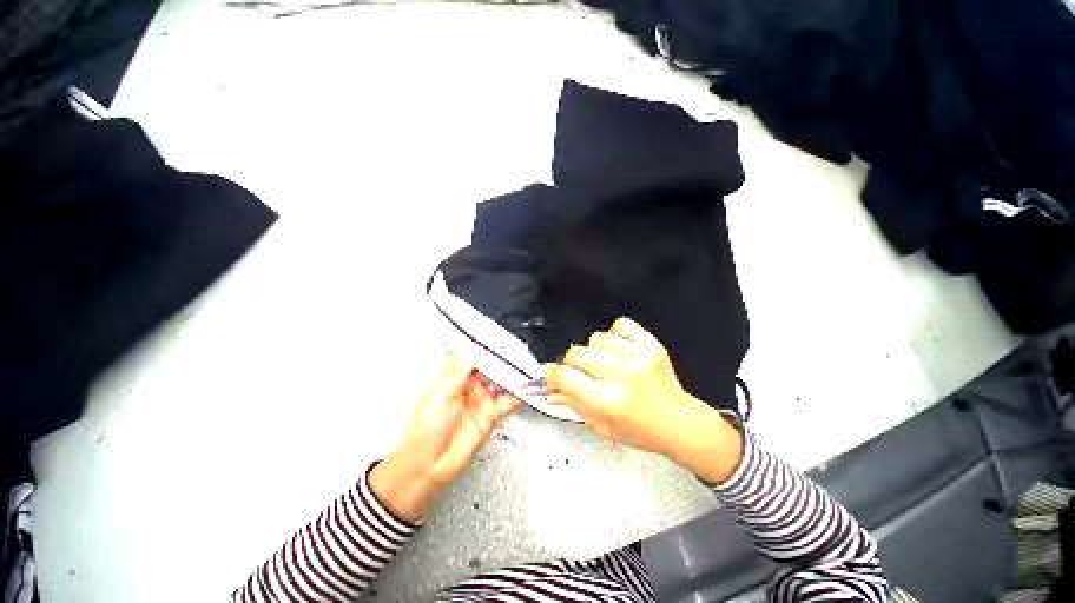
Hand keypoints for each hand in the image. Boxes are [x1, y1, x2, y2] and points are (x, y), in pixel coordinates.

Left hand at [371, 357, 518, 522]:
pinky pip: (507, 403)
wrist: (427, 465)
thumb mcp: (440, 394)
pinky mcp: (490, 417)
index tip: (498, 345)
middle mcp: (469, 389)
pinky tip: (523, 390)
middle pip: (491, 371)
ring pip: (501, 385)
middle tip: (515, 356)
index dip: (487, 353)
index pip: (475, 360)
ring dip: (512, 378)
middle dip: (503, 364)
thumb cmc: (423, 431)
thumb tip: (473, 354)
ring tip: (523, 370)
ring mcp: (481, 402)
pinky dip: (516, 396)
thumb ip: (459, 373)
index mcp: (454, 380)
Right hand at [546, 317, 742, 483]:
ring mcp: (638, 355)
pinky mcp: (651, 344)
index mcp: (607, 400)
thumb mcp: (601, 427)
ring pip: (596, 338)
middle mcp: (621, 374)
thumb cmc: (640, 431)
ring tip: (606, 365)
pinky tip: (620, 351)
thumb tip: (549, 389)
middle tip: (583, 374)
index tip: (554, 375)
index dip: (554, 375)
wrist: (679, 423)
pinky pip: (620, 325)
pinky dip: (615, 335)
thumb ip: (572, 405)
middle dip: (573, 364)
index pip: (565, 375)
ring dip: (595, 351)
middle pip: (577, 352)